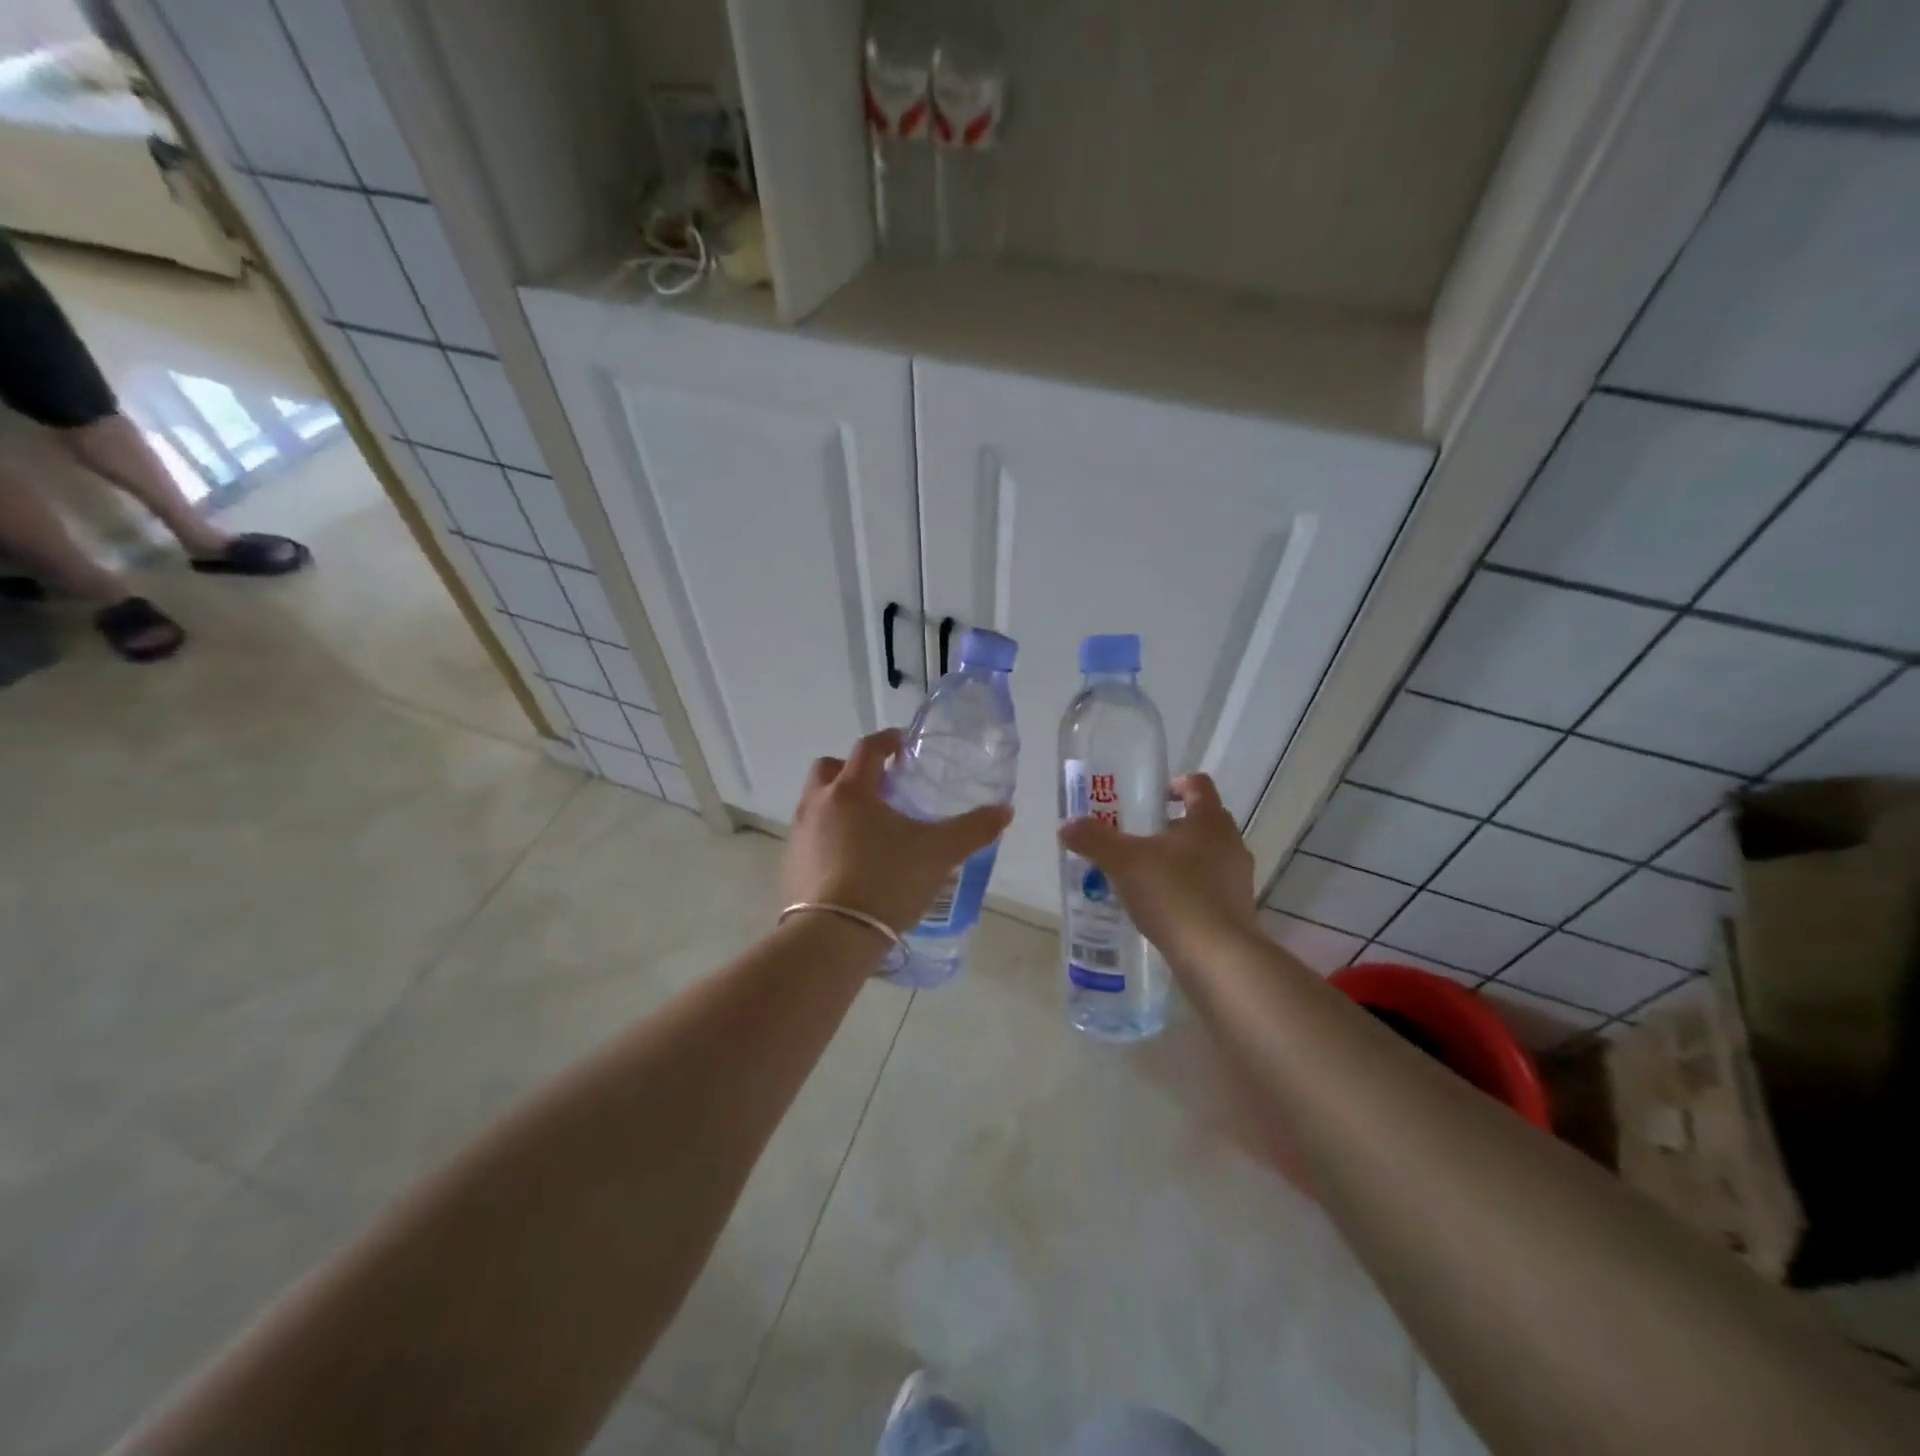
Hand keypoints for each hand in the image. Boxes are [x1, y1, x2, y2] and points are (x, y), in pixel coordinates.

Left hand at [783, 729, 1012, 933]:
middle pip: (829, 768)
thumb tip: (1005, 810)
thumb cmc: (887, 881)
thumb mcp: (939, 854)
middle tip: (880, 786)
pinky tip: (849, 861)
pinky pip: (808, 837)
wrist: (833, 937)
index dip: (887, 740)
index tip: (902, 744)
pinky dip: (827, 837)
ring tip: (867, 827)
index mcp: (852, 791)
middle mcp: (818, 804)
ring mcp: (799, 835)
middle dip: (852, 769)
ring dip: (837, 803)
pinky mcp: (790, 866)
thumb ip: (973, 829)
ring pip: (815, 803)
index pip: (868, 748)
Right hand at [1058, 773, 1258, 966]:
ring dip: (1177, 860)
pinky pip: (1207, 889)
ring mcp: (1237, 880)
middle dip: (1169, 826)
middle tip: (1136, 838)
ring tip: (1142, 875)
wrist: (1217, 958)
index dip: (1174, 784)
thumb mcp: (1124, 862)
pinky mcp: (1236, 912)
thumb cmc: (1174, 894)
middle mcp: (1230, 844)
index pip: (1197, 785)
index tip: (1150, 796)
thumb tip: (1066, 825)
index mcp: (1210, 821)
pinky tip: (1159, 907)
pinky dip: (1185, 891)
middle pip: (1201, 822)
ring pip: (1205, 857)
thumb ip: (1094, 839)